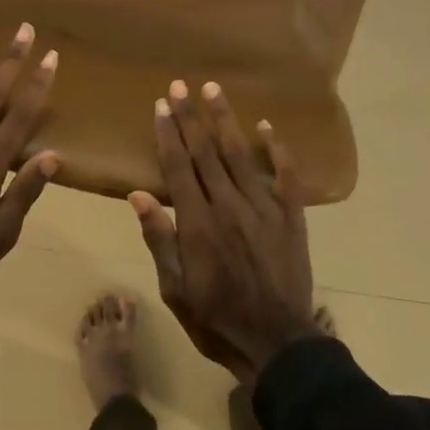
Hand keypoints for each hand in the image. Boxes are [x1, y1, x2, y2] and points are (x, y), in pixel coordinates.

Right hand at [128, 81, 323, 385]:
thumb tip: (139, 194)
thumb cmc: (216, 318)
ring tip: (214, 90)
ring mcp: (264, 208)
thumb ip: (160, 239)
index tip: (161, 105)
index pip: (179, 167)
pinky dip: (277, 149)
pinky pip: (286, 176)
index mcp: (198, 223)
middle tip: (180, 86)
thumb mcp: (175, 288)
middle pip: (206, 152)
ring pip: (241, 155)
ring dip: (225, 120)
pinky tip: (267, 125)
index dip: (169, 134)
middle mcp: (229, 205)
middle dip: (191, 117)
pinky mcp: (291, 217)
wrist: (276, 343)